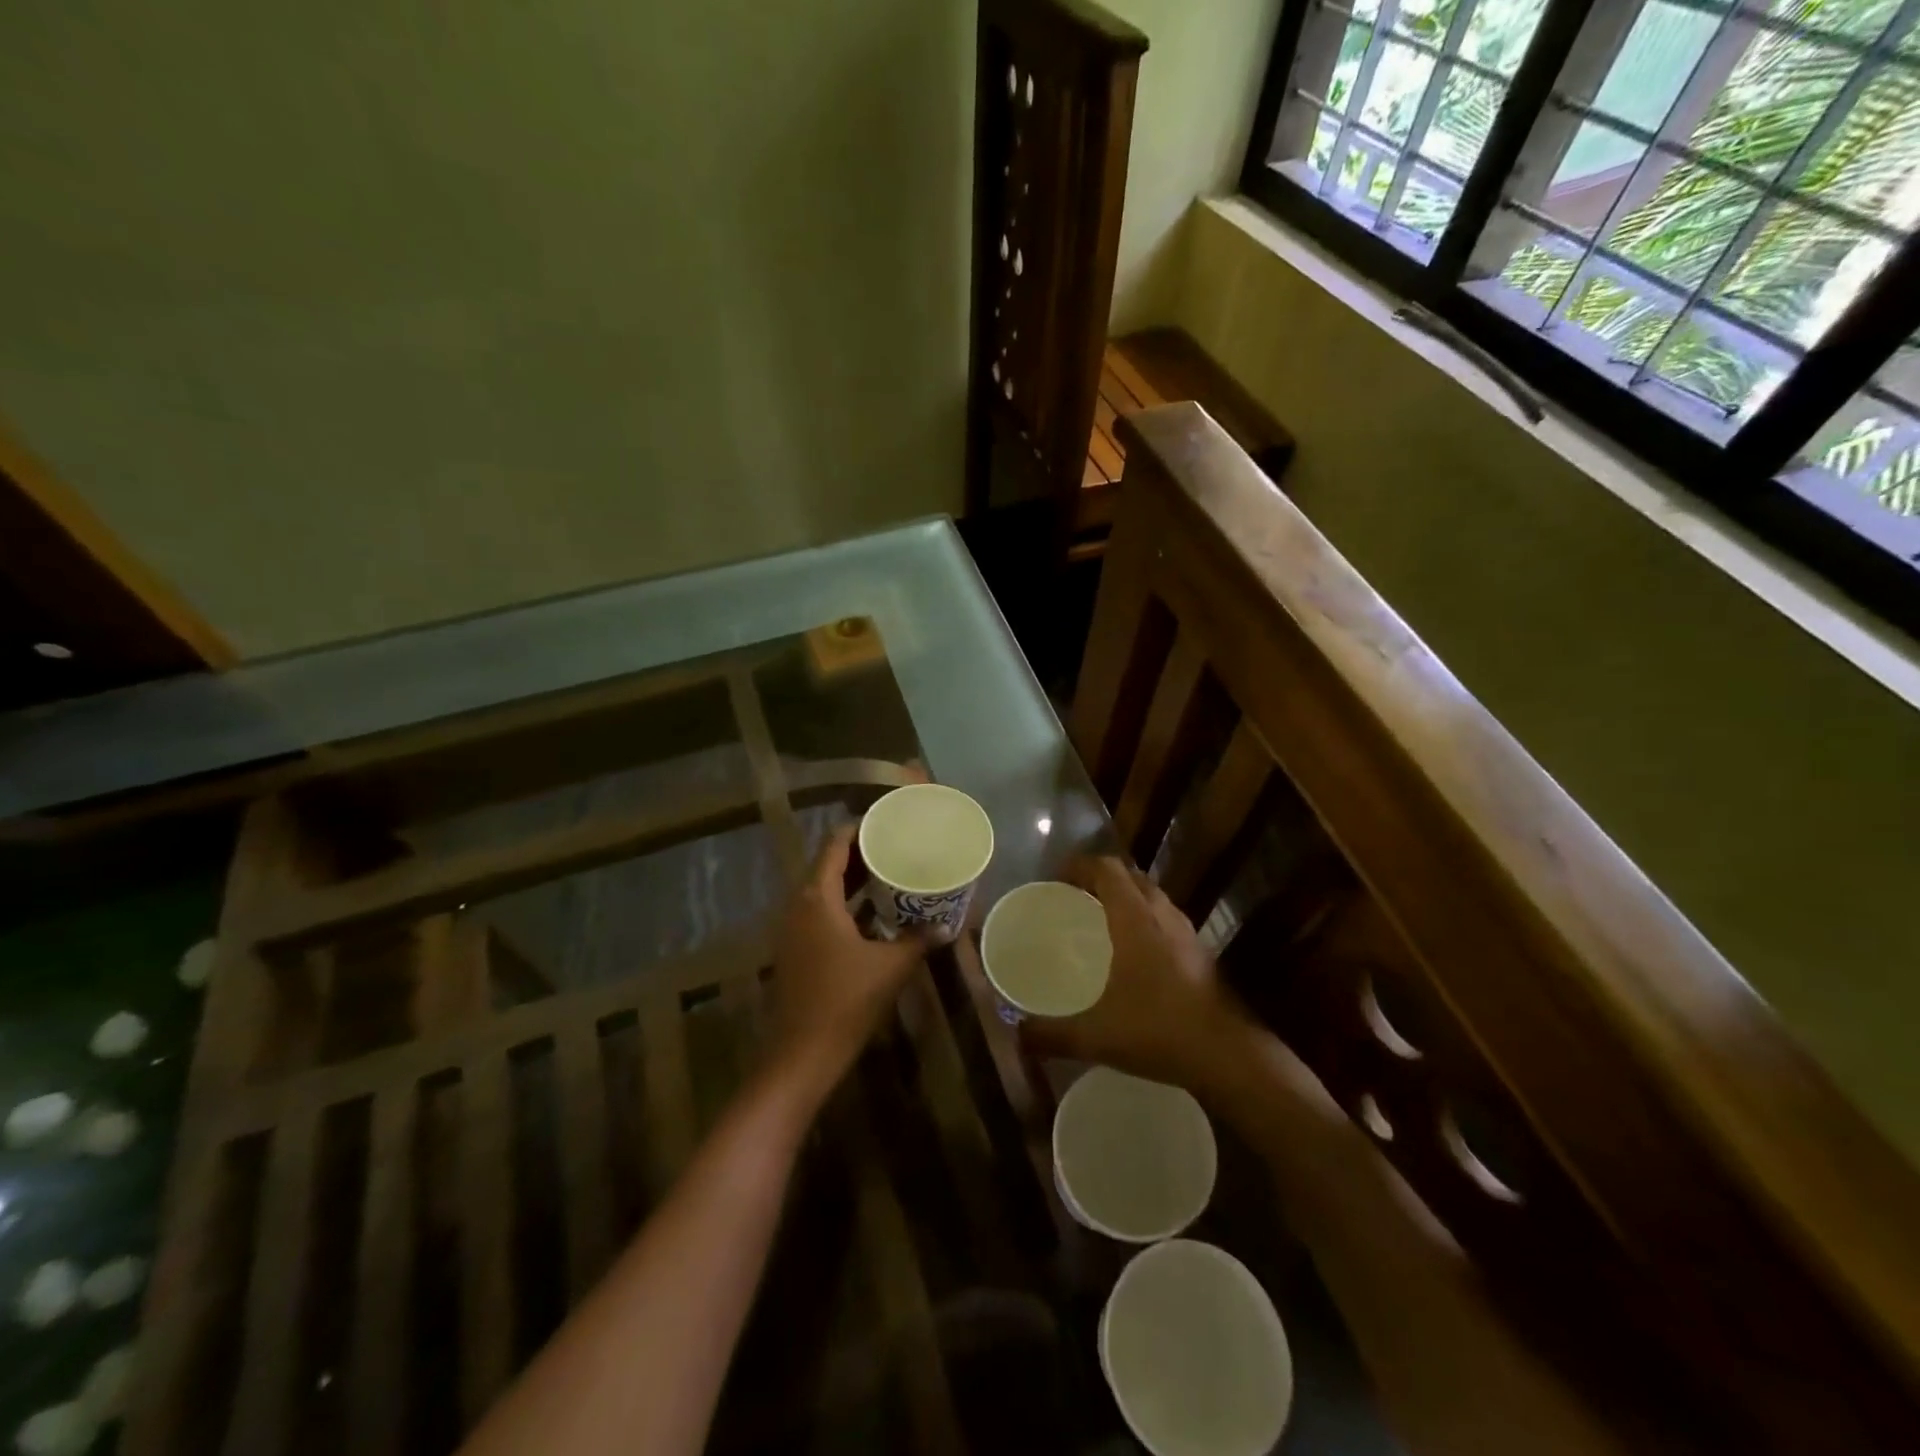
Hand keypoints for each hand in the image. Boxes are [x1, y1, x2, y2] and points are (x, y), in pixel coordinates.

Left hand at [768, 823, 928, 1093]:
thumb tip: (948, 925)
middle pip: (827, 864)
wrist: (801, 1056)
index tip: (887, 823)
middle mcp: (799, 905)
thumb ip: (919, 939)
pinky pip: (820, 912)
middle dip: (860, 854)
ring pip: (823, 890)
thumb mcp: (891, 966)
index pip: (834, 844)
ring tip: (889, 874)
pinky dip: (844, 905)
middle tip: (896, 847)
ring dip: (852, 881)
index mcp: (817, 898)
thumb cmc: (846, 1000)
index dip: (859, 829)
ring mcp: (793, 929)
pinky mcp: (795, 950)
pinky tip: (872, 915)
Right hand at [1020, 857, 1251, 1090]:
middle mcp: (1162, 916)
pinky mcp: (1201, 954)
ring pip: (1153, 897)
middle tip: (1074, 897)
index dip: (1080, 866)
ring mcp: (1187, 934)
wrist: (1228, 1056)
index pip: (1107, 869)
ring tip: (1101, 919)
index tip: (1056, 878)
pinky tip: (1134, 954)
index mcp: (1135, 920)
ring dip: (1127, 897)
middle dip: (1101, 878)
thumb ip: (1052, 1034)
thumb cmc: (1159, 1031)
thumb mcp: (1096, 1036)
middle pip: (1131, 877)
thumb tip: (1016, 1035)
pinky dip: (1145, 920)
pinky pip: (1166, 920)